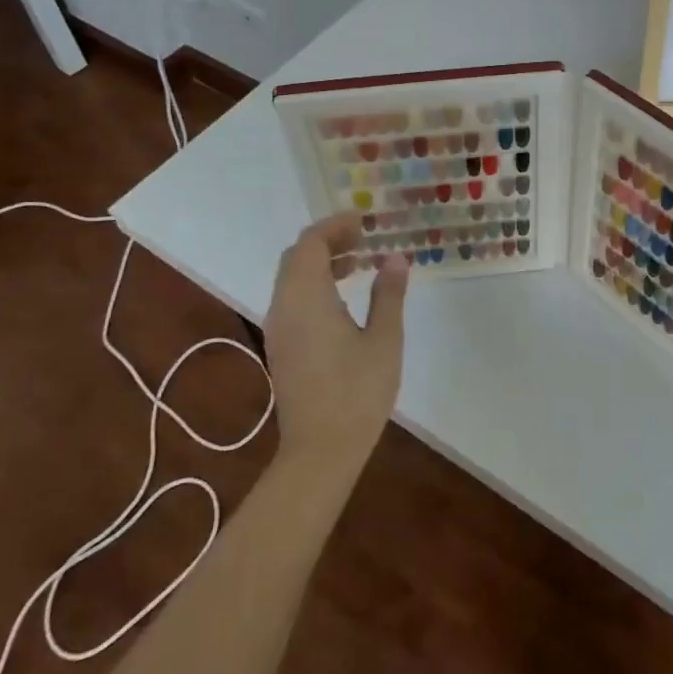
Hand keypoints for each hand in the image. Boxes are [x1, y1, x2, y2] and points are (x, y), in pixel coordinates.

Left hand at [263, 213, 407, 465]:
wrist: (319, 452)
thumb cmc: (357, 392)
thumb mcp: (384, 339)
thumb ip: (388, 294)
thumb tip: (394, 257)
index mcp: (306, 297)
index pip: (311, 243)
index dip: (336, 226)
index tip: (364, 221)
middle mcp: (283, 306)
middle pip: (297, 256)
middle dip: (328, 240)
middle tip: (363, 238)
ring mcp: (278, 328)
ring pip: (291, 278)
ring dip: (320, 263)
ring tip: (358, 262)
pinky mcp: (280, 346)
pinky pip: (291, 299)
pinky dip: (314, 285)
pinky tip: (343, 298)